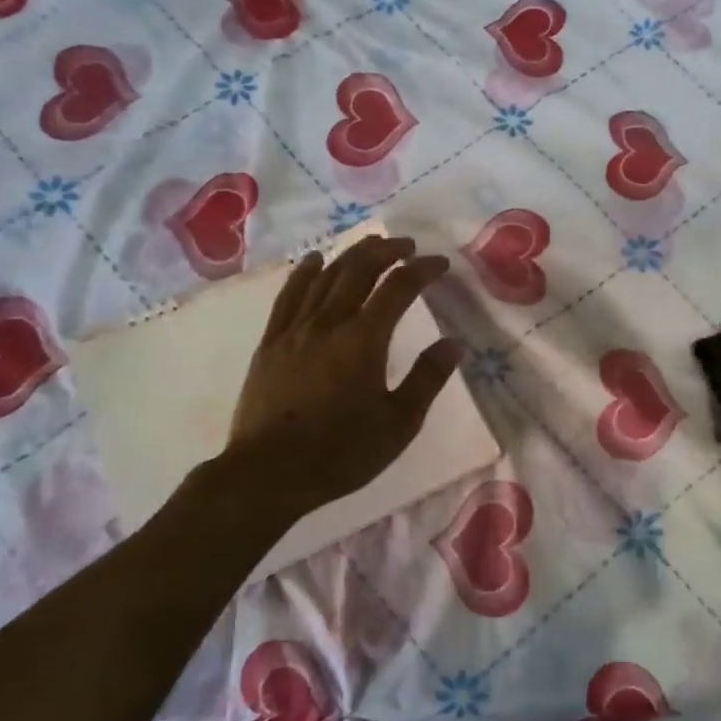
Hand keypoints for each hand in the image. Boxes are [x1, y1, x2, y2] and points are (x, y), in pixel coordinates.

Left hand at [212, 235, 461, 519]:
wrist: (268, 474)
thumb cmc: (341, 453)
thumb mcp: (398, 424)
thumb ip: (427, 379)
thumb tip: (452, 344)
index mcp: (364, 340)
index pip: (398, 288)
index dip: (422, 270)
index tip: (439, 264)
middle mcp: (329, 323)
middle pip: (359, 270)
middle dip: (387, 251)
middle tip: (407, 246)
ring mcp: (295, 330)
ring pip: (325, 276)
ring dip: (351, 255)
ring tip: (371, 246)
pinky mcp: (271, 343)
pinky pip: (289, 295)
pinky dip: (304, 272)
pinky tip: (313, 260)